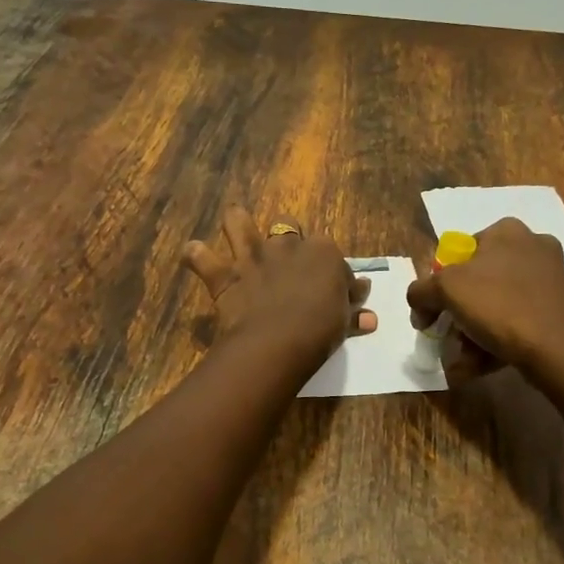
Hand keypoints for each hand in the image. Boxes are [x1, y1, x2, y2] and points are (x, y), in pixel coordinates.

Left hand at [183, 207, 375, 364]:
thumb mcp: (344, 321)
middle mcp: (286, 245)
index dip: (330, 271)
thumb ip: (353, 311)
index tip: (332, 291)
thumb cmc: (321, 330)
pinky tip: (195, 257)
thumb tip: (368, 315)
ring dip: (236, 223)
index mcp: (323, 252)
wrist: (279, 342)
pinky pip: (200, 256)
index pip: (329, 253)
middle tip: (286, 263)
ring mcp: (252, 257)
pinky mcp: (224, 274)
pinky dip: (196, 256)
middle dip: (286, 238)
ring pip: (238, 222)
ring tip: (236, 231)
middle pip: (287, 228)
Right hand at [406, 217, 563, 382]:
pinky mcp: (559, 308)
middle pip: (477, 282)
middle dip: (458, 315)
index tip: (431, 313)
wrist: (559, 349)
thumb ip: (422, 291)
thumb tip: (419, 304)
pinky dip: (496, 341)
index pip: (459, 253)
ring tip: (462, 362)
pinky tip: (480, 366)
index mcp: (506, 231)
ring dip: (473, 334)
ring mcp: (549, 278)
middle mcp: (531, 246)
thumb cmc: (499, 305)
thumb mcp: (446, 290)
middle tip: (447, 338)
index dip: (438, 284)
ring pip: (497, 304)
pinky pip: (517, 321)